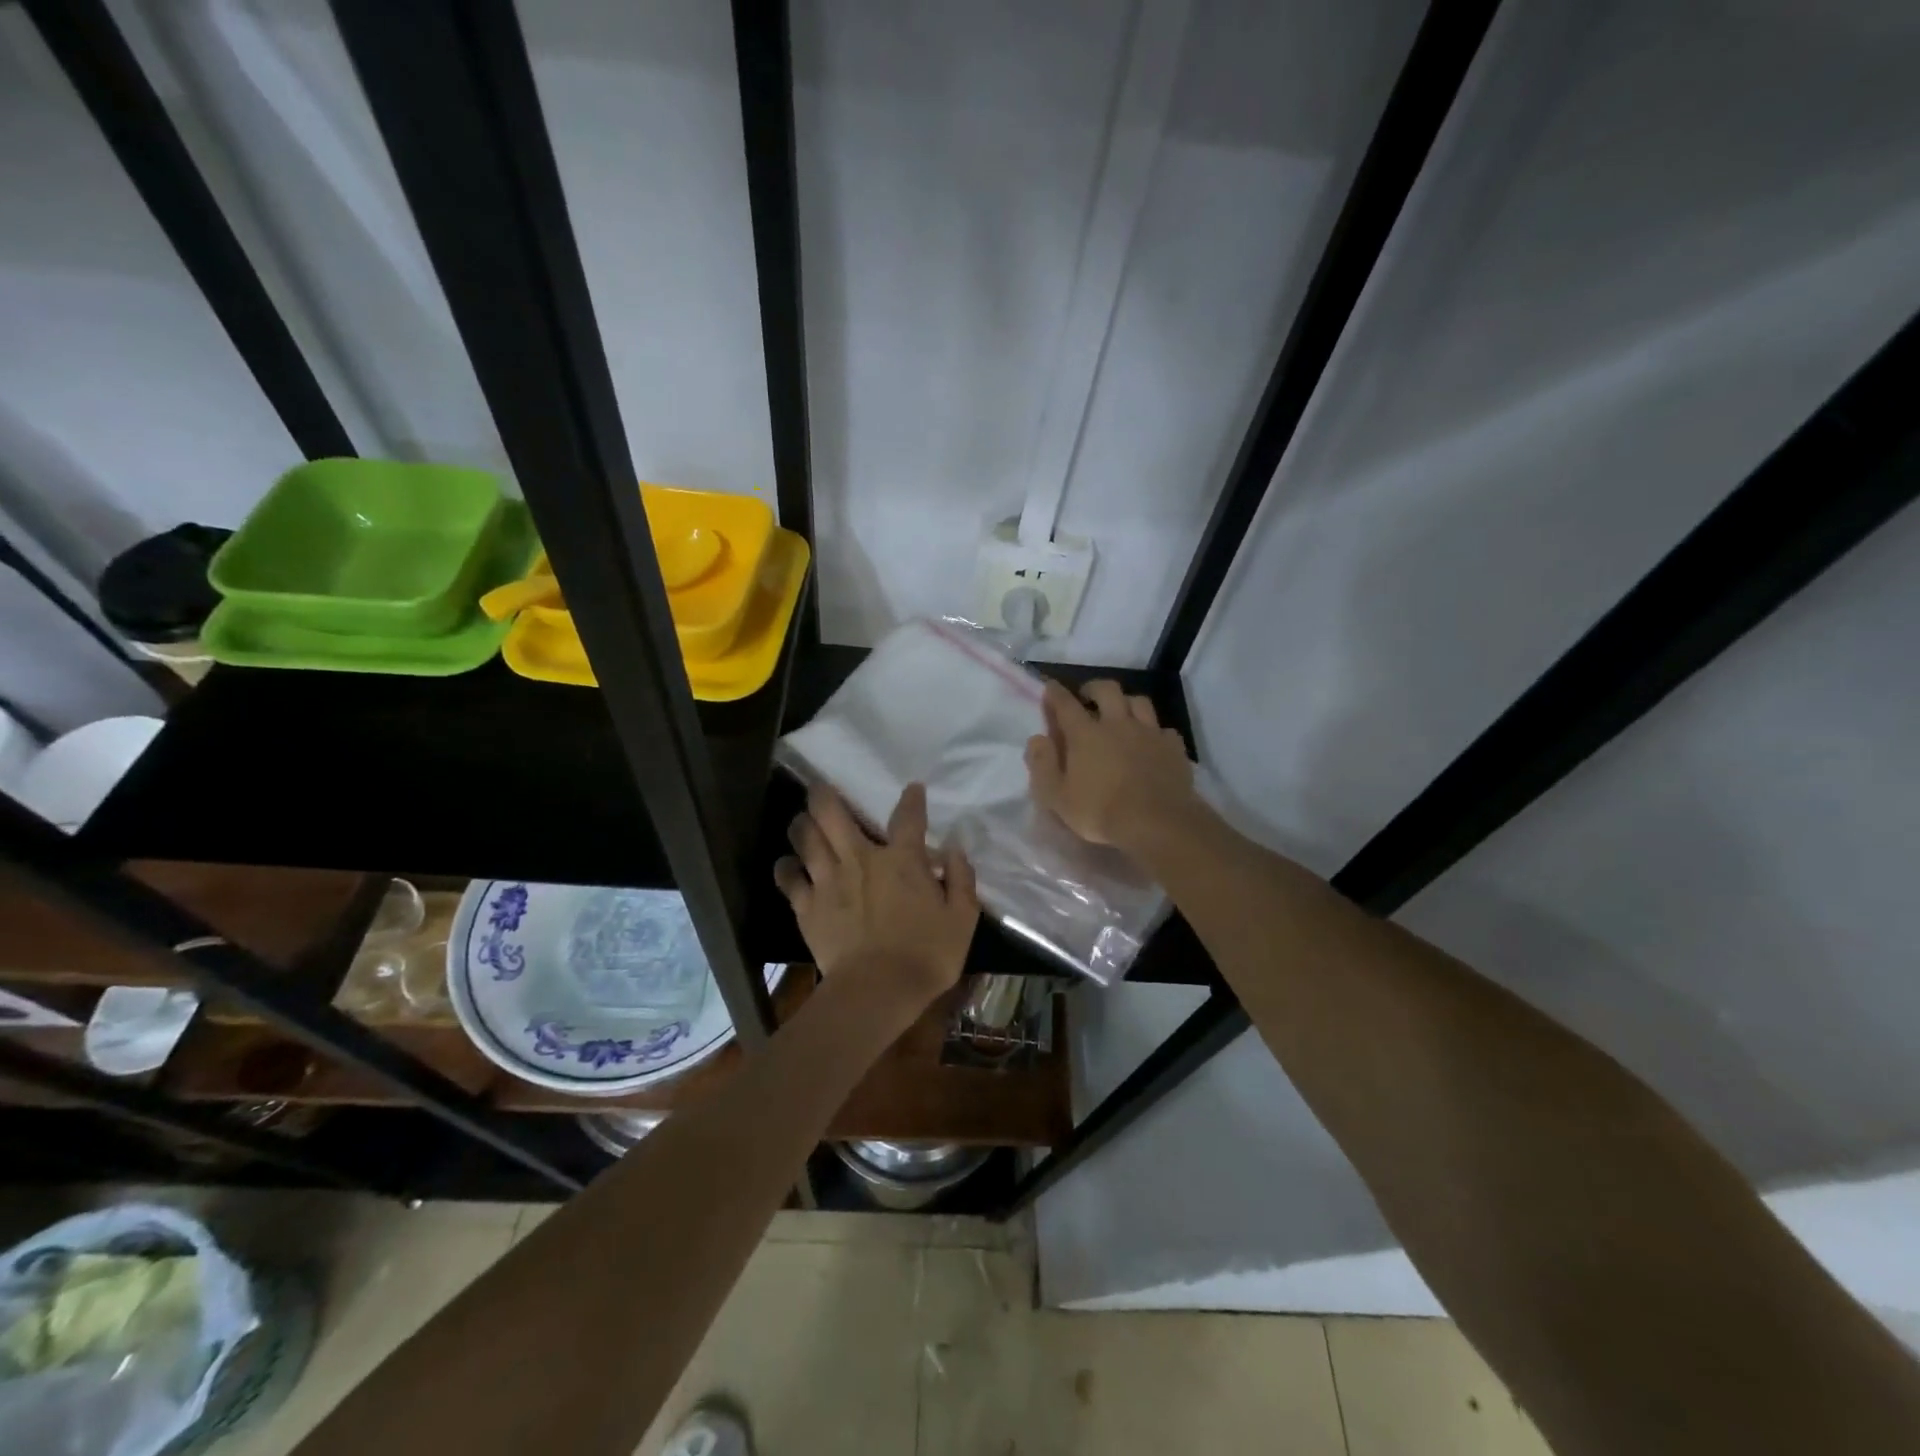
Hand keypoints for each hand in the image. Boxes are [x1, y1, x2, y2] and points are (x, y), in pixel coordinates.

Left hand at [773, 782, 977, 1008]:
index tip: (912, 789)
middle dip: (824, 795)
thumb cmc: (926, 955)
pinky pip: (788, 877)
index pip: (908, 817)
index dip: (911, 799)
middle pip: (832, 813)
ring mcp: (828, 880)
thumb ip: (961, 880)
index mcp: (902, 860)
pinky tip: (788, 865)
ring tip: (803, 821)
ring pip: (805, 837)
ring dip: (802, 824)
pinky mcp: (807, 906)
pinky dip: (786, 868)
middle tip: (821, 788)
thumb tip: (955, 851)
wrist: (877, 990)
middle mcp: (860, 859)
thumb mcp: (962, 919)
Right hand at [1026, 680, 1197, 854]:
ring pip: (1139, 702)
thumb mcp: (1057, 796)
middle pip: (1107, 690)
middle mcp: (1117, 724)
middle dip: (1094, 688)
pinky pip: (1164, 729)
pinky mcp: (1174, 747)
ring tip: (1122, 713)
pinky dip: (1155, 732)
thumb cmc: (1100, 812)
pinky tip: (1152, 743)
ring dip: (1127, 702)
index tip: (1050, 686)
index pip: (1065, 704)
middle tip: (1087, 697)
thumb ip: (1043, 765)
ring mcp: (1149, 733)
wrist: (1157, 823)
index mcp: (1085, 734)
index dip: (1055, 693)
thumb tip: (1037, 739)